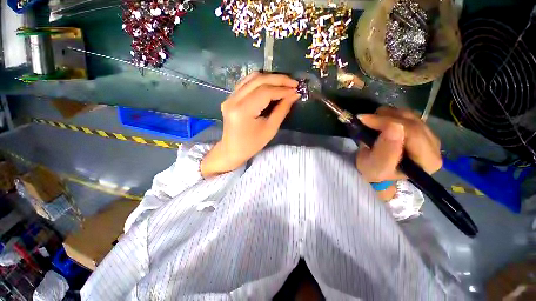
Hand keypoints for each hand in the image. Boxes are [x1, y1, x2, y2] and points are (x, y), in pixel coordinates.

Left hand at [201, 73, 299, 177]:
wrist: (232, 150)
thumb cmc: (252, 144)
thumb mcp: (270, 130)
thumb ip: (282, 110)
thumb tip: (294, 95)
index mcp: (242, 111)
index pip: (265, 92)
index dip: (282, 89)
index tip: (296, 90)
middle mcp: (233, 100)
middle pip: (258, 80)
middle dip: (278, 79)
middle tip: (293, 83)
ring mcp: (230, 97)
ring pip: (252, 78)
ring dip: (270, 78)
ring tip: (284, 83)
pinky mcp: (230, 97)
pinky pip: (246, 83)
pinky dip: (260, 81)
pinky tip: (271, 85)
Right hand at [355, 106, 442, 199]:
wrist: (377, 172)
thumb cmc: (375, 173)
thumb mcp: (376, 168)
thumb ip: (385, 152)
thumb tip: (394, 127)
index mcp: (428, 160)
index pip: (413, 132)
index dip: (388, 122)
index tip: (364, 120)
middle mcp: (434, 147)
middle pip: (412, 122)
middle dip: (385, 117)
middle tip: (364, 119)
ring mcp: (429, 136)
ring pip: (410, 115)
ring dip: (387, 115)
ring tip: (371, 121)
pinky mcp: (421, 130)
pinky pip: (407, 115)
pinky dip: (391, 115)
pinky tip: (380, 122)